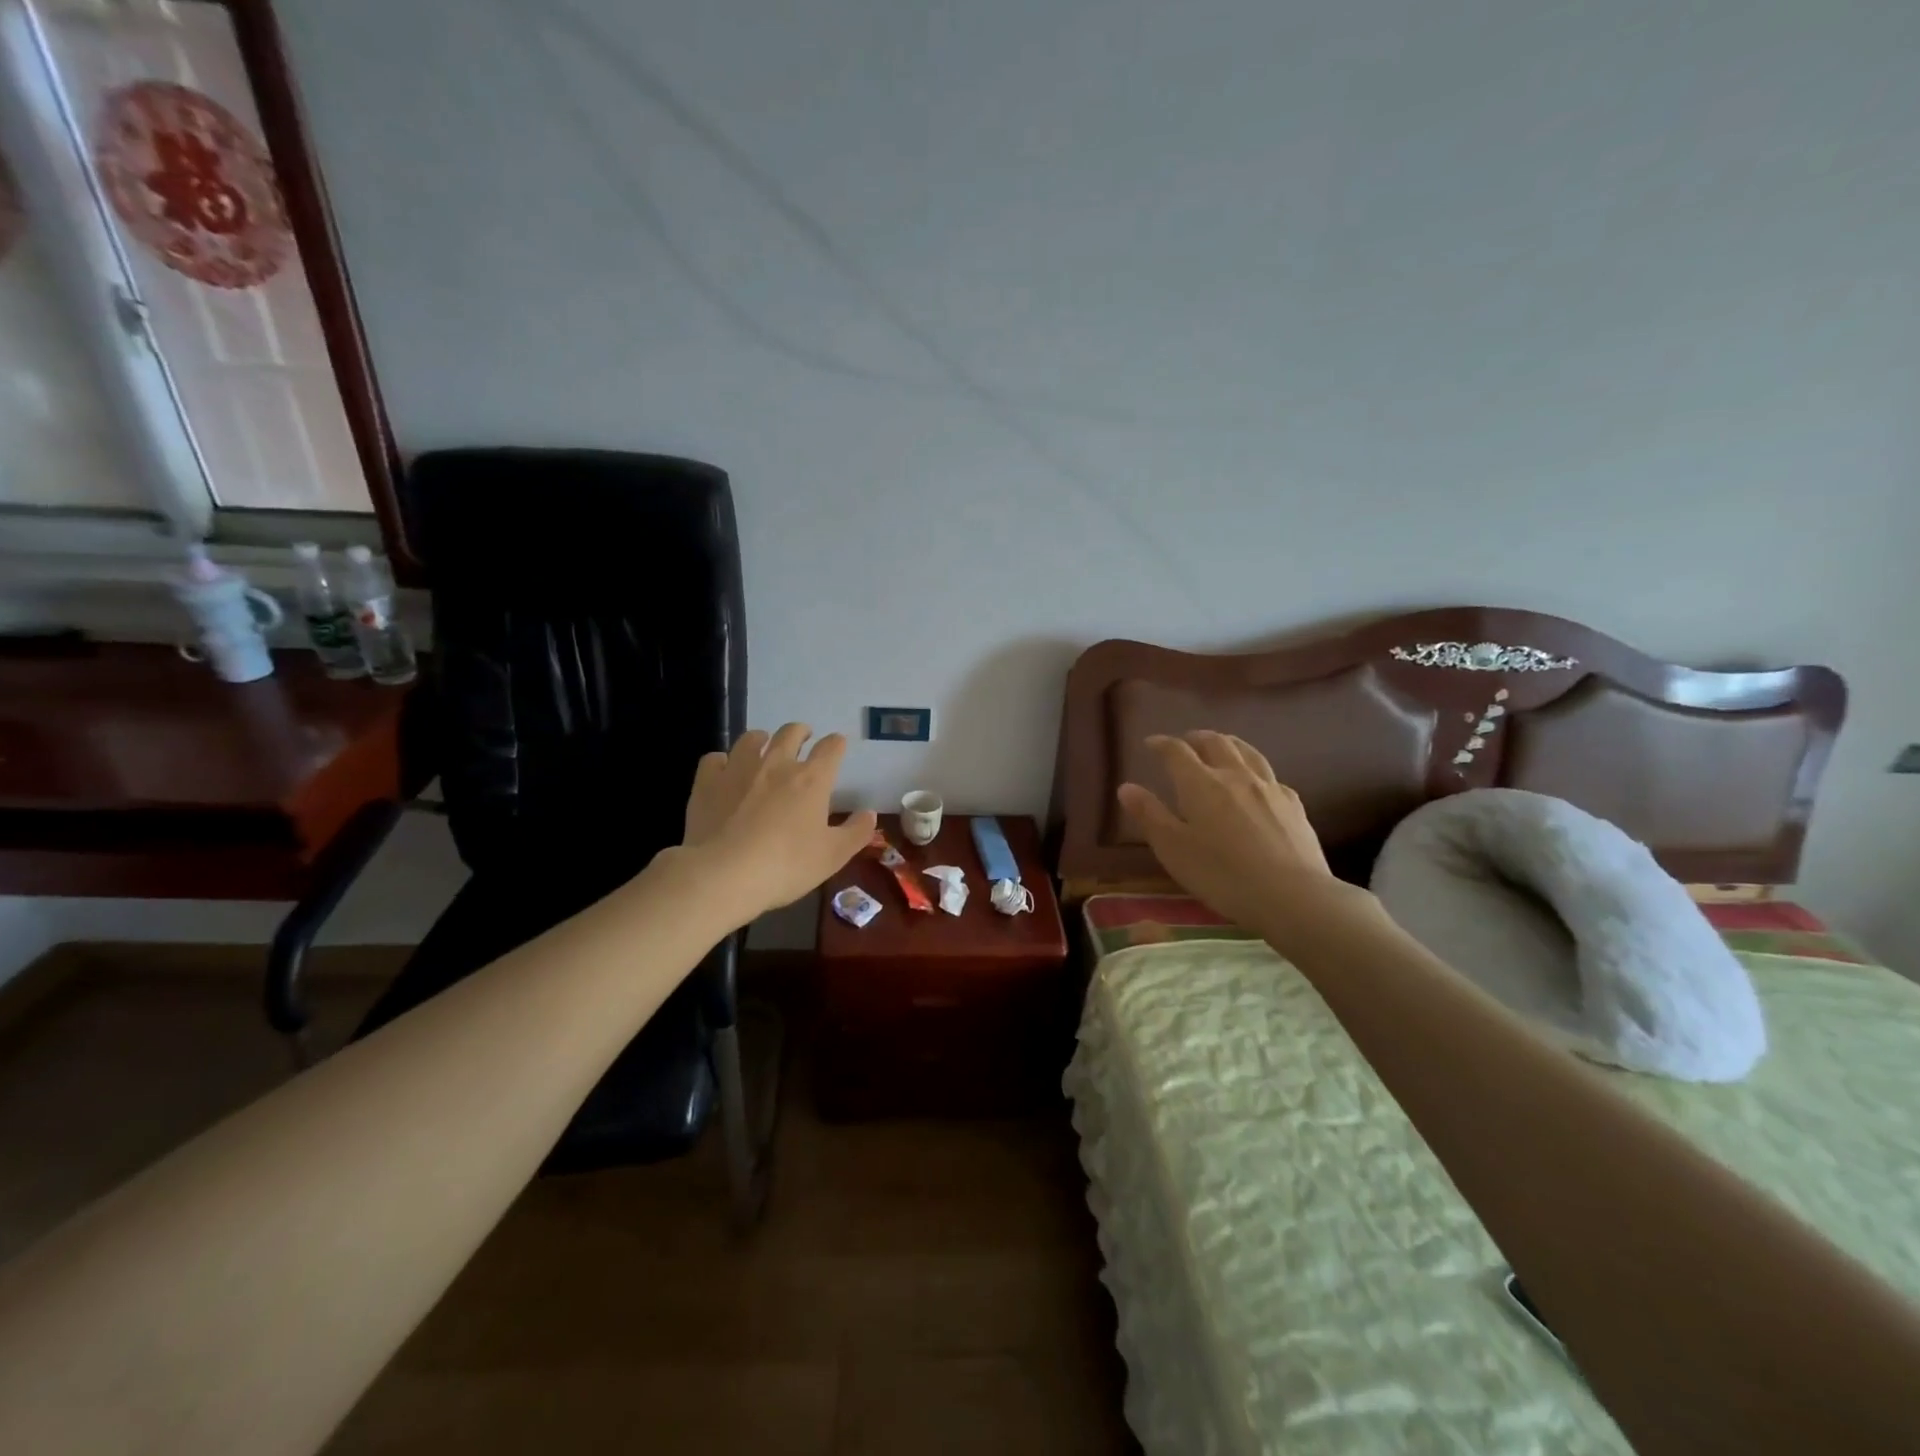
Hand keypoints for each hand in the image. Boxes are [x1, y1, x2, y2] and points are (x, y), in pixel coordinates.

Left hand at [678, 724, 877, 928]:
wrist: (724, 874)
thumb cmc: (786, 865)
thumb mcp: (833, 856)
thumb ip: (856, 833)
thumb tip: (870, 814)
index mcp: (812, 779)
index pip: (831, 748)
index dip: (836, 744)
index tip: (837, 747)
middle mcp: (777, 764)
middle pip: (791, 733)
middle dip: (801, 732)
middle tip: (803, 738)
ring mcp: (739, 769)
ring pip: (752, 738)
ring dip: (762, 739)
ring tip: (763, 746)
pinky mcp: (708, 782)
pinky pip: (715, 758)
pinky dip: (723, 761)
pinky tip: (724, 772)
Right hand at [1117, 731, 1376, 953]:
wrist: (1291, 895)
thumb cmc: (1221, 874)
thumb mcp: (1173, 849)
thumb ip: (1149, 815)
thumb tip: (1126, 787)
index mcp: (1200, 784)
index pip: (1176, 752)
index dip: (1161, 744)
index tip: (1151, 743)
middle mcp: (1235, 775)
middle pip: (1215, 743)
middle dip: (1197, 738)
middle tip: (1186, 741)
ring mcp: (1269, 787)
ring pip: (1247, 752)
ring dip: (1229, 743)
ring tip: (1221, 746)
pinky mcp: (1293, 804)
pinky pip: (1270, 776)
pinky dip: (1255, 770)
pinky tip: (1258, 783)